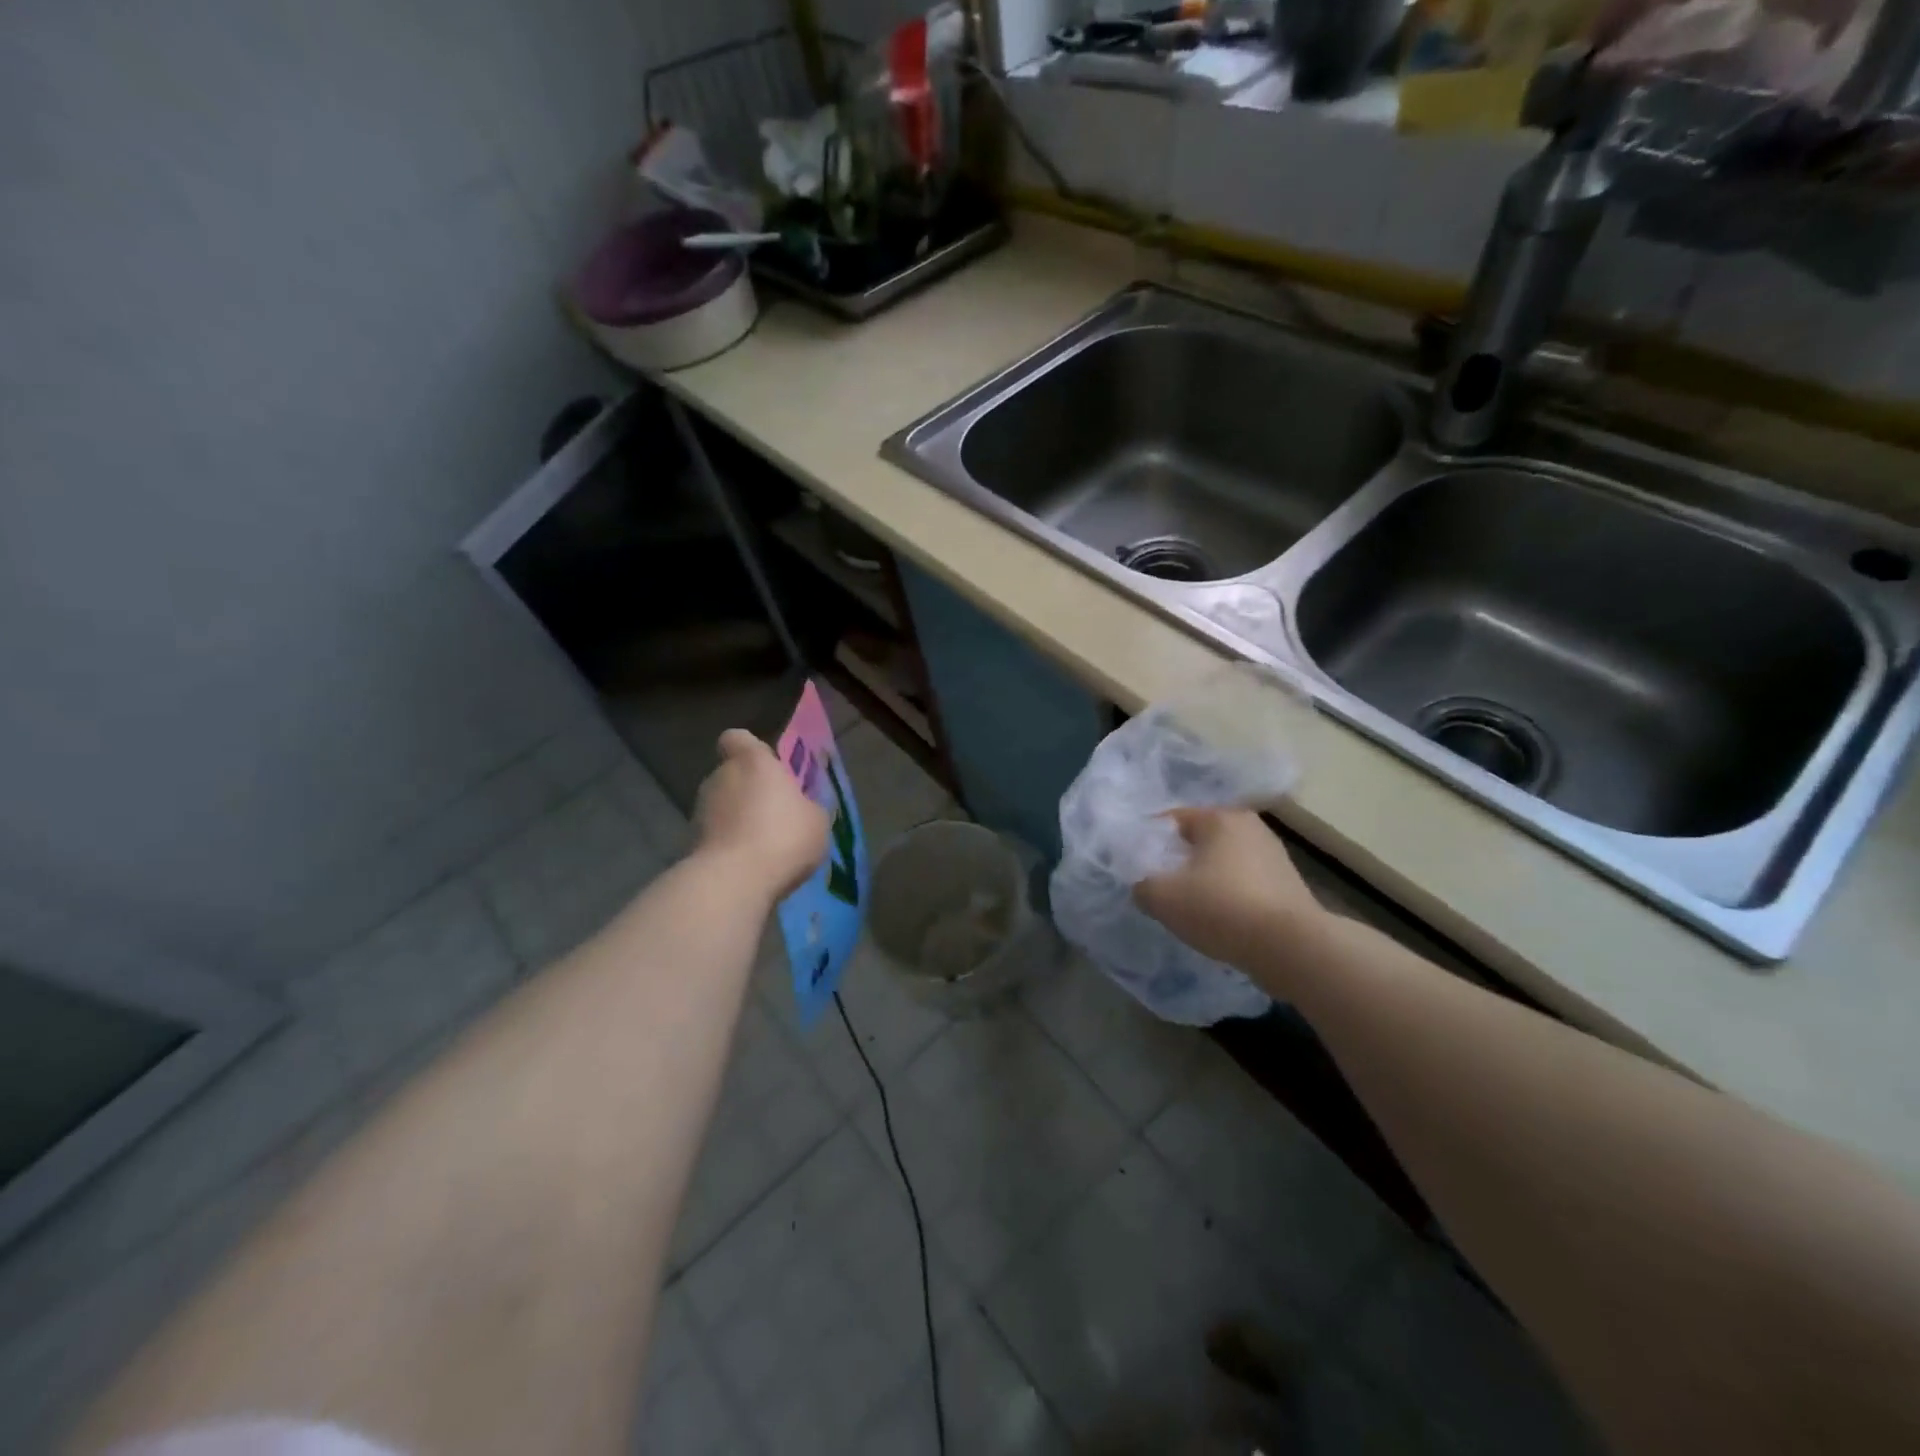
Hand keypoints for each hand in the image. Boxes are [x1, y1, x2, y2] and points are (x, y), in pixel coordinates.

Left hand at [693, 729, 828, 899]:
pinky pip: (714, 837)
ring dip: (736, 821)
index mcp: (752, 762)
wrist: (733, 881)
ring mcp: (699, 811)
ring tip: (761, 848)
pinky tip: (747, 868)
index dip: (748, 749)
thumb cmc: (783, 836)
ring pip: (721, 807)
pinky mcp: (689, 843)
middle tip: (773, 816)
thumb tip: (800, 808)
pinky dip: (727, 847)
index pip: (737, 738)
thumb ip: (807, 806)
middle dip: (748, 792)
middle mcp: (720, 778)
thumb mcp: (817, 821)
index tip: (765, 768)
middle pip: (731, 775)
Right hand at [1132, 808, 1331, 992]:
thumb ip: (1142, 885)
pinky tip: (1221, 921)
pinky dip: (1230, 898)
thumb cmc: (1221, 908)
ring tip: (1190, 909)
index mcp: (1219, 817)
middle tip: (1161, 887)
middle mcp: (1250, 826)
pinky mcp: (1289, 886)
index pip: (1172, 819)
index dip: (1150, 841)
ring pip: (1224, 863)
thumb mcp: (1163, 897)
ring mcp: (1275, 856)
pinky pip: (1246, 885)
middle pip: (1200, 840)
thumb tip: (1144, 886)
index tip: (1137, 866)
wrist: (1292, 948)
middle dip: (1179, 860)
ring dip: (1206, 880)